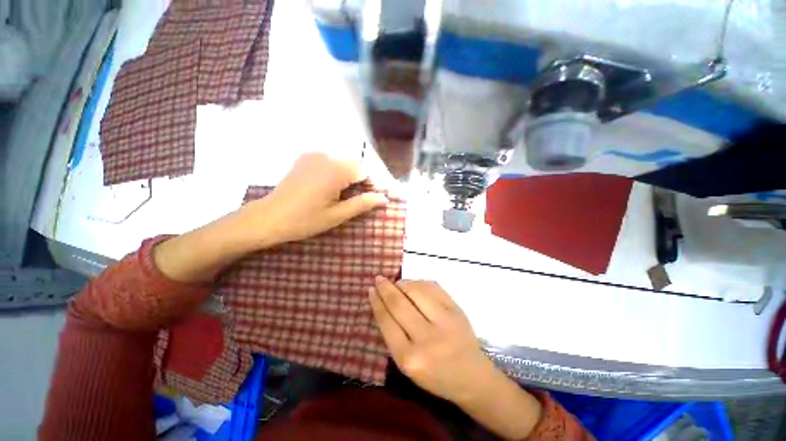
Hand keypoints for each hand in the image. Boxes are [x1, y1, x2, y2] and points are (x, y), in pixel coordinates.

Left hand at [241, 152, 388, 247]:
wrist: (268, 218)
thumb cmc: (304, 220)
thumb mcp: (337, 215)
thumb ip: (362, 204)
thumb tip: (384, 199)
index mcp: (335, 171)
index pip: (365, 170)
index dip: (372, 184)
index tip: (372, 200)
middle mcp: (326, 156)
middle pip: (354, 164)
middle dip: (361, 180)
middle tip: (358, 200)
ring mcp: (313, 155)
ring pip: (343, 162)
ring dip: (349, 177)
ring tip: (344, 196)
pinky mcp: (305, 158)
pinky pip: (330, 161)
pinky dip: (337, 172)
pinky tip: (330, 187)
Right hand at [369, 277, 496, 403]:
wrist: (472, 377)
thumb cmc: (435, 375)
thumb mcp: (407, 365)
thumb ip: (393, 335)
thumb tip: (382, 303)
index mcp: (409, 358)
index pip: (387, 321)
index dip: (377, 302)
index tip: (371, 290)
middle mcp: (426, 339)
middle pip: (399, 304)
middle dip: (385, 288)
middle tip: (379, 279)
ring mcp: (445, 321)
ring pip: (416, 291)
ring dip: (402, 283)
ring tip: (396, 283)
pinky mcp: (457, 310)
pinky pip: (433, 287)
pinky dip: (419, 282)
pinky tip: (413, 284)